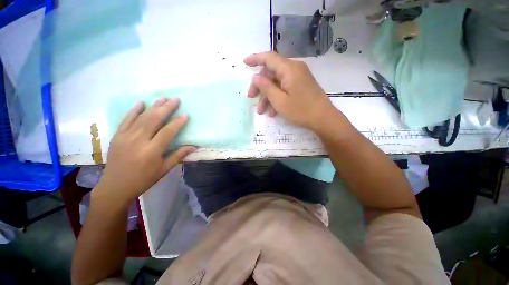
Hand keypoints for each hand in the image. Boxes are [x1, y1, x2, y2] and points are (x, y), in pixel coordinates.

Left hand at [93, 98, 195, 205]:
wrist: (115, 186)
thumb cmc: (143, 179)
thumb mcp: (163, 169)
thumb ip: (178, 156)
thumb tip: (193, 147)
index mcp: (151, 151)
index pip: (167, 132)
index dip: (178, 123)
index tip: (186, 115)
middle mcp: (138, 141)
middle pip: (154, 120)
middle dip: (166, 108)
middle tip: (176, 99)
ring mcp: (125, 137)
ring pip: (142, 117)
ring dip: (153, 107)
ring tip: (163, 98)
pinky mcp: (117, 136)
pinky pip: (126, 120)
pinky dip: (134, 111)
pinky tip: (141, 103)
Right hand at [244, 51, 337, 130]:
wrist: (324, 119)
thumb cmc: (301, 110)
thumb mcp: (280, 101)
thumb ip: (266, 87)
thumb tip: (256, 77)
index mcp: (289, 69)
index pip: (269, 58)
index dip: (255, 58)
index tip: (244, 62)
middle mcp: (294, 69)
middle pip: (272, 72)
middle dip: (260, 86)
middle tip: (252, 98)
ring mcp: (299, 77)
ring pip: (277, 82)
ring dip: (268, 96)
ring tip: (262, 111)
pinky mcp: (301, 85)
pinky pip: (285, 88)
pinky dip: (277, 97)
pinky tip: (273, 111)